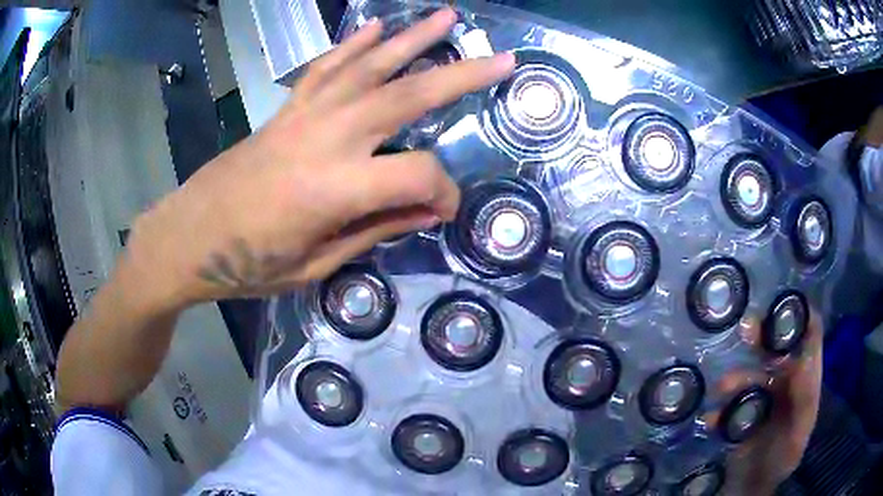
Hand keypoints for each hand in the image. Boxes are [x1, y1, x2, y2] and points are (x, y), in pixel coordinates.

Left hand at [123, 8, 514, 309]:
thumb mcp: (314, 266)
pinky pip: (326, 68)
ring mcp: (304, 115)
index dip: (441, 193)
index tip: (442, 210)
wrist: (188, 237)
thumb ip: (372, 231)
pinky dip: (353, 45)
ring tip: (448, 17)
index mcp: (334, 189)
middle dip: (461, 75)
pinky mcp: (287, 110)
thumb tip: (422, 211)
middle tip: (502, 59)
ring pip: (370, 67)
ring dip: (413, 39)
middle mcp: (326, 138)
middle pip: (407, 96)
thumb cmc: (246, 265)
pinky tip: (376, 27)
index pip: (416, 175)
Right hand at [715, 311, 822, 494]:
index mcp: (805, 381)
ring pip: (751, 374)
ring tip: (720, 389)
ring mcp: (764, 397)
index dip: (802, 315)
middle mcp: (786, 382)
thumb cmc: (782, 461)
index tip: (784, 302)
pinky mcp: (743, 414)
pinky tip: (711, 419)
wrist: (753, 488)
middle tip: (744, 328)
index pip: (811, 336)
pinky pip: (730, 404)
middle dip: (762, 335)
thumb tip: (802, 362)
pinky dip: (720, 409)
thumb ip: (804, 402)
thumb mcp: (798, 435)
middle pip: (777, 348)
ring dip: (736, 377)